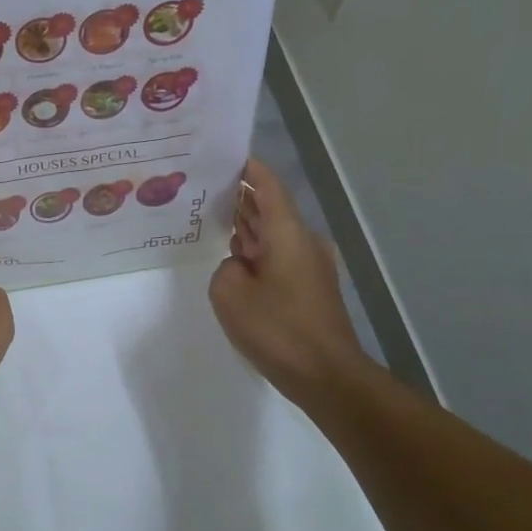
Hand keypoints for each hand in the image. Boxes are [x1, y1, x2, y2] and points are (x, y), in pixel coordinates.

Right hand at [208, 157, 368, 407]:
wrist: (326, 376)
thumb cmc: (278, 328)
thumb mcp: (229, 293)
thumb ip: (225, 268)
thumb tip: (238, 267)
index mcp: (287, 232)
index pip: (268, 185)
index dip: (248, 167)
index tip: (225, 154)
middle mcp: (303, 241)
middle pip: (270, 207)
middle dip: (240, 196)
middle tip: (204, 188)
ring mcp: (310, 265)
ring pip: (273, 233)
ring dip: (247, 226)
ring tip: (211, 217)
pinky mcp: (310, 288)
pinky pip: (278, 256)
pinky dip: (256, 250)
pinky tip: (232, 258)